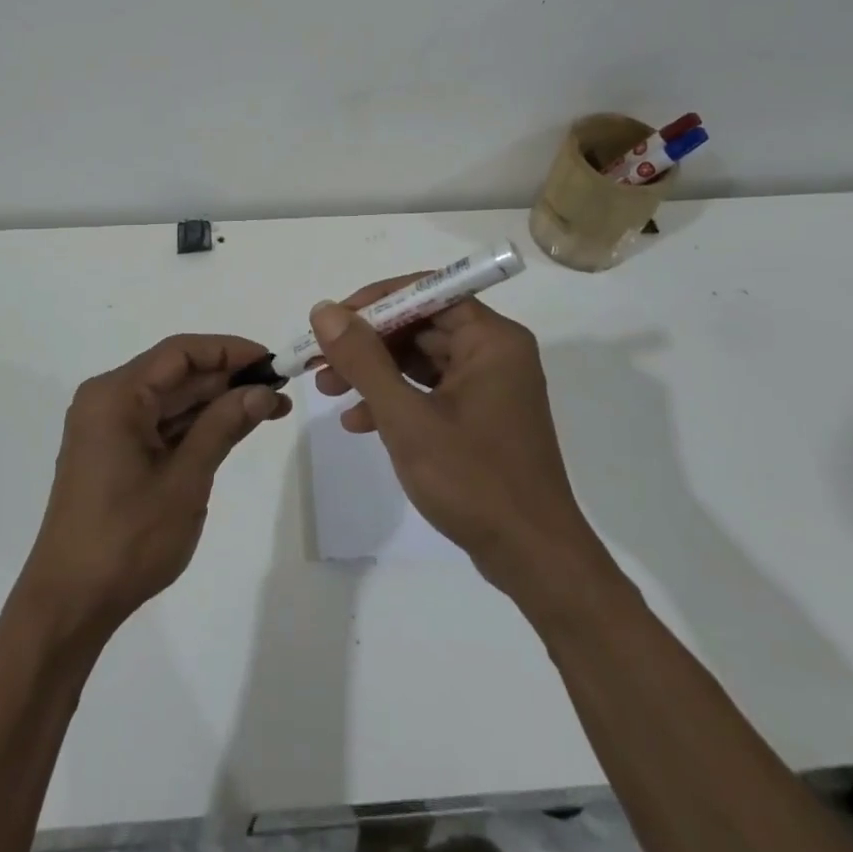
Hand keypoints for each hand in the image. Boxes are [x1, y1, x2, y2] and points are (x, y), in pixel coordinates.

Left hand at [19, 334, 289, 640]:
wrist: (70, 603)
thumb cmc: (128, 538)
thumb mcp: (185, 479)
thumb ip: (224, 426)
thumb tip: (263, 391)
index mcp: (116, 395)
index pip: (180, 352)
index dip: (229, 350)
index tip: (271, 361)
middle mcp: (107, 400)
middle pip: (176, 374)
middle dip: (228, 378)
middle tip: (280, 389)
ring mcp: (108, 428)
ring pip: (171, 399)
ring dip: (217, 403)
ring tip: (271, 408)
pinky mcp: (113, 453)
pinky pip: (160, 424)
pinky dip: (196, 426)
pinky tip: (234, 428)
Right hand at [310, 283, 602, 599]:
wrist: (532, 559)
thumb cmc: (473, 480)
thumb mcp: (407, 417)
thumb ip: (363, 360)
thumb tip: (325, 311)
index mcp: (491, 340)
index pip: (428, 293)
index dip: (376, 301)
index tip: (333, 320)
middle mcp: (494, 353)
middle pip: (420, 325)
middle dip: (367, 342)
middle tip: (320, 358)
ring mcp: (488, 386)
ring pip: (420, 359)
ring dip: (373, 372)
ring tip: (327, 389)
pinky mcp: (479, 417)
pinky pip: (429, 390)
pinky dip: (394, 399)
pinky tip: (357, 422)